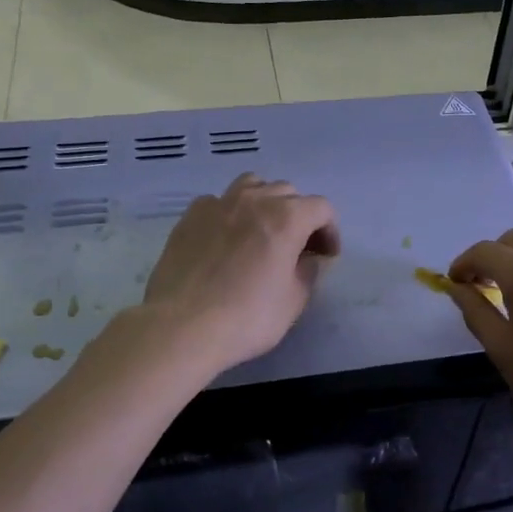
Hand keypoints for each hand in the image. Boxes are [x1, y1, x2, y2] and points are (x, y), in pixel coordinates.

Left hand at [142, 174, 340, 373]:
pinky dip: (230, 212)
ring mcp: (218, 204)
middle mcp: (254, 200)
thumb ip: (307, 272)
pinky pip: (218, 201)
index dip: (330, 230)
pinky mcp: (189, 217)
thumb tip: (306, 259)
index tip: (326, 256)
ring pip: (251, 185)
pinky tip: (226, 238)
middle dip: (299, 215)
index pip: (321, 208)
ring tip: (262, 230)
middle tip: (297, 246)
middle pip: (287, 192)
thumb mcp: (294, 301)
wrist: (182, 326)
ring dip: (265, 202)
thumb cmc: (247, 317)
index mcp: (286, 218)